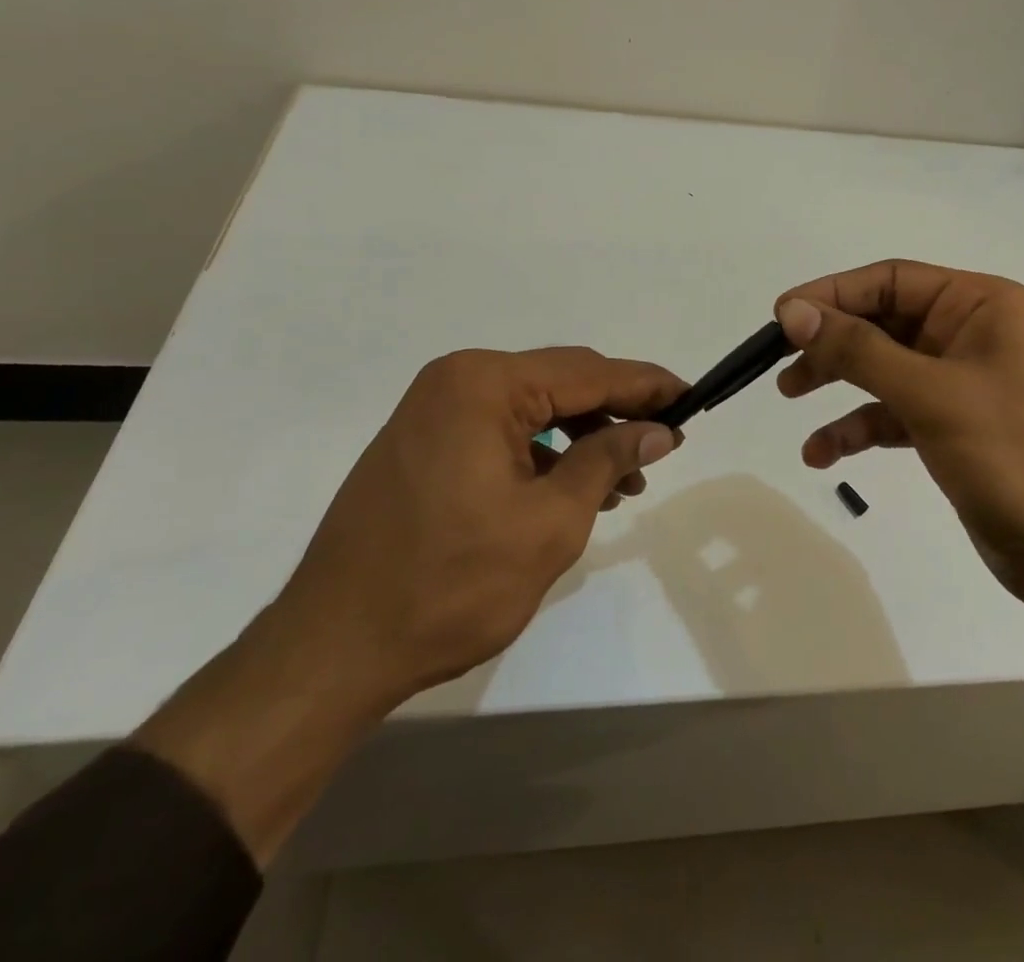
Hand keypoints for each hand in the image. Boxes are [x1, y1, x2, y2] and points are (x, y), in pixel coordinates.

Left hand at [137, 345, 684, 863]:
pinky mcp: (423, 442)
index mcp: (484, 384)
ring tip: (625, 479)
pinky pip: (501, 429)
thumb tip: (658, 428)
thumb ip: (608, 461)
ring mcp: (433, 410)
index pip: (588, 372)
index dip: (645, 385)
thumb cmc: (450, 585)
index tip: (691, 396)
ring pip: (533, 407)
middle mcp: (456, 380)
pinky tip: (573, 484)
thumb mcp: (549, 523)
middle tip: (664, 442)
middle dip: (615, 411)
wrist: (332, 650)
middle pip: (560, 382)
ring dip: (582, 435)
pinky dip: (543, 451)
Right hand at [775, 260, 1023, 730]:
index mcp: (982, 305)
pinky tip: (823, 453)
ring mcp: (964, 383)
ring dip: (838, 382)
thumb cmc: (1017, 454)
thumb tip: (793, 312)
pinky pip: (895, 412)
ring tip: (790, 396)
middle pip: (884, 322)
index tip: (782, 316)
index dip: (833, 293)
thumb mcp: (932, 394)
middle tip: (780, 360)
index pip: (892, 280)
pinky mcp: (955, 428)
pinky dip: (859, 427)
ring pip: (885, 368)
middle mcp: (973, 334)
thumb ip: (859, 350)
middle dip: (832, 341)